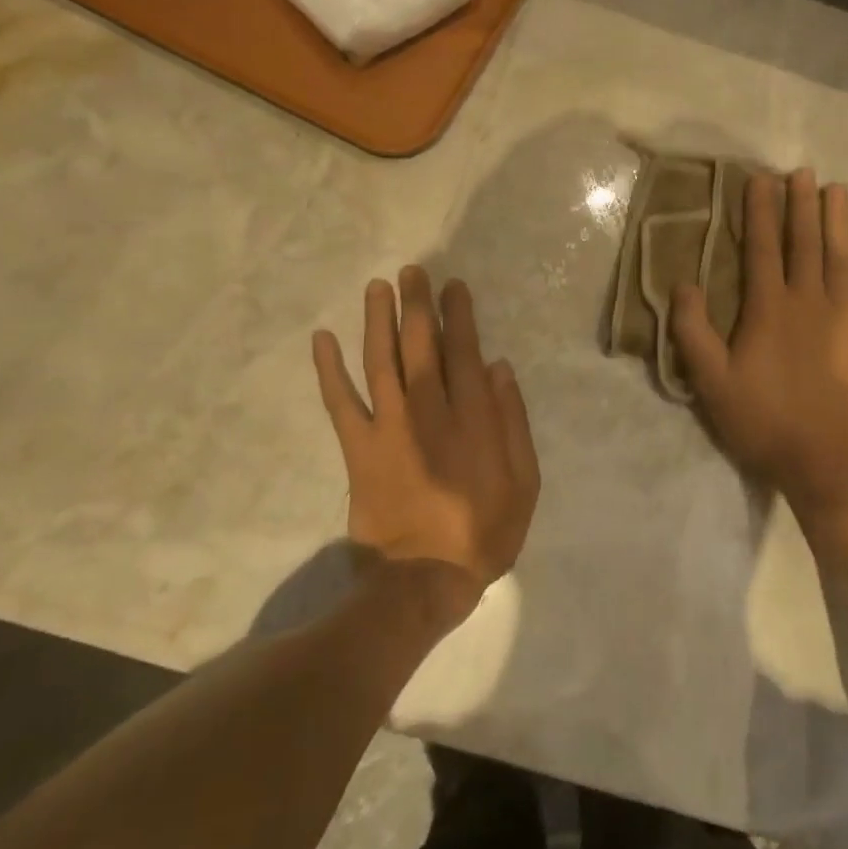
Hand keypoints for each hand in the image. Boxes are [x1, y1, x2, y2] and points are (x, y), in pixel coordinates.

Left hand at [313, 268, 539, 627]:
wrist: (424, 577)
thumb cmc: (484, 530)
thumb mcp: (524, 480)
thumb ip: (512, 421)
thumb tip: (498, 367)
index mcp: (471, 416)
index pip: (464, 349)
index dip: (458, 314)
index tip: (453, 286)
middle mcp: (428, 409)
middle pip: (420, 343)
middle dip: (417, 303)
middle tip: (413, 271)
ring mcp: (388, 425)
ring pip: (381, 359)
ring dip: (378, 319)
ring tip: (378, 286)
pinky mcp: (358, 447)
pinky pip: (339, 401)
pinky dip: (329, 368)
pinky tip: (323, 338)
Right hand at [672, 168, 847, 515]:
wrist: (827, 457)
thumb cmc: (763, 419)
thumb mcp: (711, 381)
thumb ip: (693, 331)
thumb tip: (683, 284)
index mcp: (767, 308)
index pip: (761, 247)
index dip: (759, 211)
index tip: (759, 180)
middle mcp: (807, 299)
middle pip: (804, 241)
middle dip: (801, 204)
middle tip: (802, 172)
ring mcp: (843, 313)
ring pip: (840, 254)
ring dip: (838, 219)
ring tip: (836, 189)